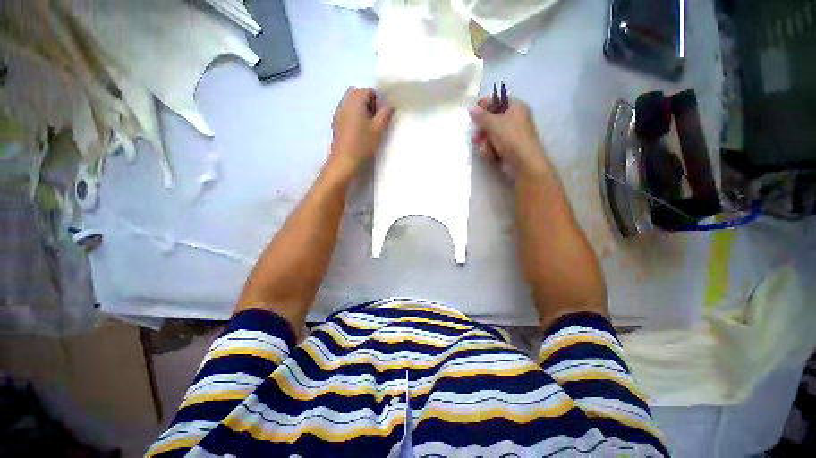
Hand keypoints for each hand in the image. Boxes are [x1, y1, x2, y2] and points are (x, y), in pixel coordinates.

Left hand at [329, 87, 394, 178]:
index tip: (382, 116)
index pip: (369, 91)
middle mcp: (344, 103)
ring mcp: (338, 113)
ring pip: (351, 103)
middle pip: (358, 94)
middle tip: (376, 120)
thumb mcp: (378, 129)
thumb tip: (390, 105)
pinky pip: (347, 112)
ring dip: (361, 110)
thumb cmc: (362, 144)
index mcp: (354, 101)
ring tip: (368, 127)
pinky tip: (359, 132)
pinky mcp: (336, 123)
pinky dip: (354, 117)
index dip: (378, 101)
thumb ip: (386, 114)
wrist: (344, 162)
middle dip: (369, 103)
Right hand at [469, 97, 547, 178]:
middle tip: (474, 135)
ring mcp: (513, 135)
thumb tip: (471, 109)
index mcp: (516, 107)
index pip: (499, 100)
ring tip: (482, 147)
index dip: (486, 104)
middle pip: (494, 119)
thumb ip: (481, 116)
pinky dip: (490, 149)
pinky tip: (488, 154)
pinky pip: (496, 144)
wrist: (523, 162)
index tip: (473, 111)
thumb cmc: (510, 138)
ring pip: (493, 134)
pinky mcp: (510, 148)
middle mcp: (516, 119)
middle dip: (483, 128)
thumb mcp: (493, 124)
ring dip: (485, 141)